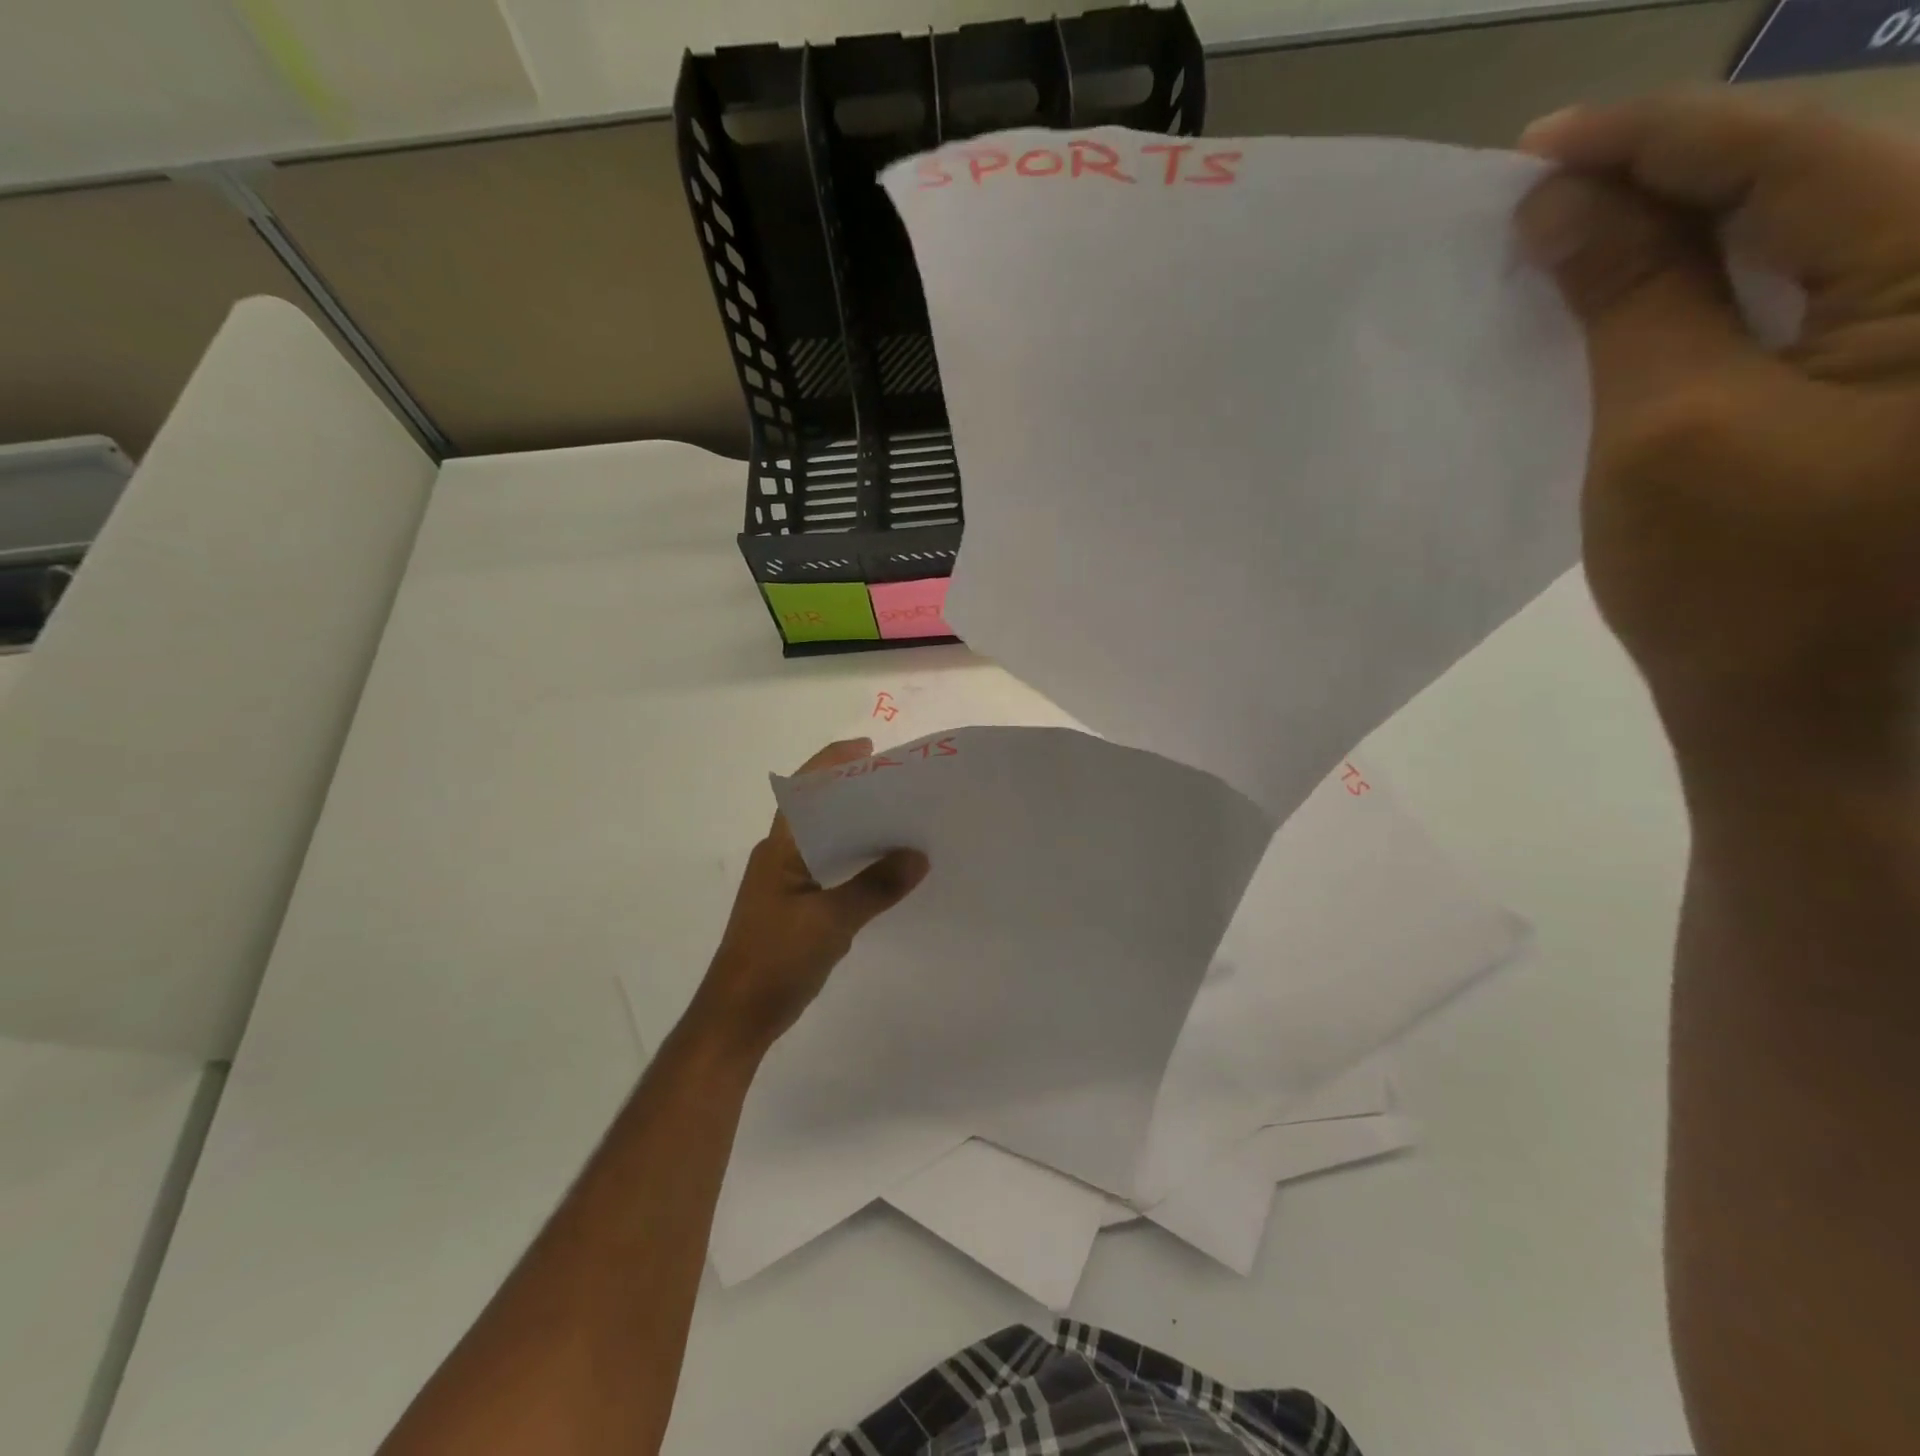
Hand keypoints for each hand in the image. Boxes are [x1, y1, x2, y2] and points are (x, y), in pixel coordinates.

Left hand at [684, 739, 928, 1061]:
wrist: (738, 1017)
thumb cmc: (776, 959)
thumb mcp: (831, 921)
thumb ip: (876, 886)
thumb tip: (919, 856)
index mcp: (779, 848)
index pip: (804, 790)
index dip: (833, 763)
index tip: (871, 749)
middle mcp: (780, 857)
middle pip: (819, 811)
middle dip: (855, 793)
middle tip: (901, 786)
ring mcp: (786, 883)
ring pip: (827, 842)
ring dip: (859, 830)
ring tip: (903, 822)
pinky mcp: (796, 908)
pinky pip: (831, 870)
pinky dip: (857, 862)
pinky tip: (886, 870)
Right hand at [1514, 93, 1919, 770]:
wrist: (1796, 705)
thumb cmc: (1734, 581)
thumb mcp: (1666, 428)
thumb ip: (1628, 299)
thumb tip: (1561, 204)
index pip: (1793, 152)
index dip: (1652, 140)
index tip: (1534, 149)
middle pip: (1806, 175)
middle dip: (1660, 176)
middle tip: (1539, 190)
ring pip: (1794, 232)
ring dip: (1673, 229)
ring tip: (1568, 232)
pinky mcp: (1887, 374)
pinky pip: (1791, 293)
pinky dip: (1699, 285)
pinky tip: (1630, 289)